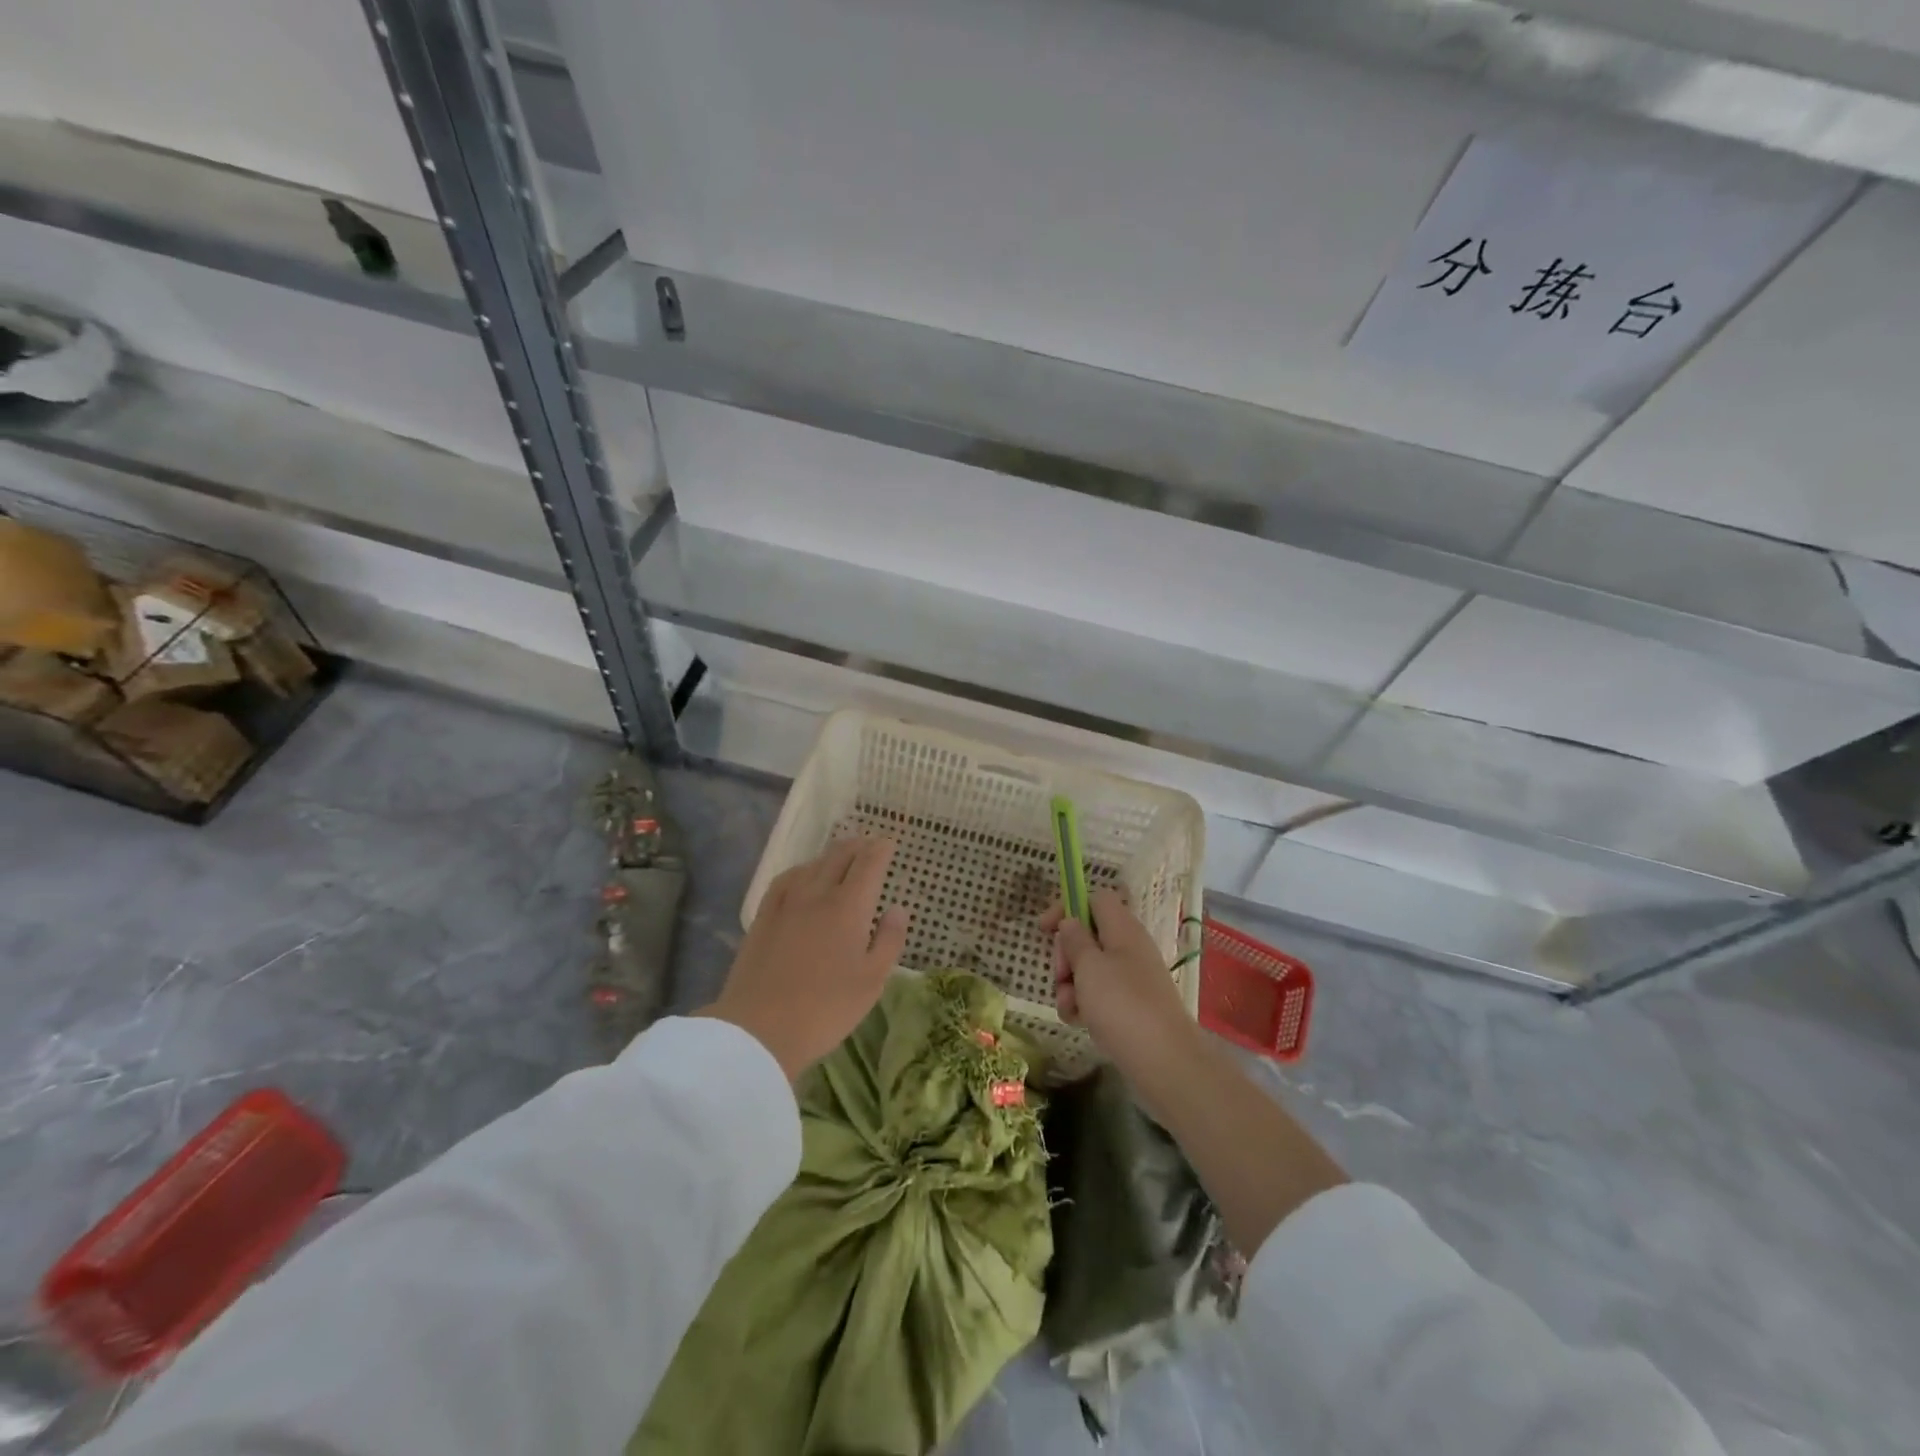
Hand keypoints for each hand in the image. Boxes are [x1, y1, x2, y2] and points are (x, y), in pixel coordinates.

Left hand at [703, 838, 909, 1079]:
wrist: (760, 1029)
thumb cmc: (826, 1008)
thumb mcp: (872, 981)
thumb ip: (889, 940)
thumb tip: (898, 909)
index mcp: (849, 907)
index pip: (868, 864)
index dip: (880, 849)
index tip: (889, 842)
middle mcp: (817, 894)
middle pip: (838, 856)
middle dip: (857, 845)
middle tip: (869, 844)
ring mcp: (786, 903)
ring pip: (812, 864)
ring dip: (831, 855)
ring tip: (840, 857)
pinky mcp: (763, 917)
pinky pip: (785, 880)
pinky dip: (801, 870)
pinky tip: (801, 877)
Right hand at [1044, 887, 1199, 1090]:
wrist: (1164, 1061)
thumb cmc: (1122, 1005)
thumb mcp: (1089, 967)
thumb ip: (1075, 940)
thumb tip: (1071, 922)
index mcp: (1123, 929)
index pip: (1095, 899)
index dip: (1068, 908)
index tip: (1045, 929)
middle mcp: (1129, 948)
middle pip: (1088, 935)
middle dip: (1066, 955)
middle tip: (1061, 976)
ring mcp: (1132, 979)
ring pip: (1090, 969)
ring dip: (1070, 985)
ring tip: (1068, 1008)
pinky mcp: (1131, 1006)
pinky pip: (1100, 995)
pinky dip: (1084, 1004)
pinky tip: (1078, 1022)